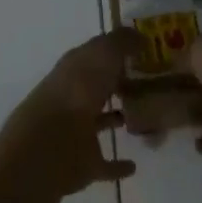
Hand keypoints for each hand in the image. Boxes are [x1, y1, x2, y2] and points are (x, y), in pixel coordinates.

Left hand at [0, 29, 139, 198]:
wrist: (50, 144)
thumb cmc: (78, 90)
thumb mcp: (103, 54)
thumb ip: (122, 42)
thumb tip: (140, 37)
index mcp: (75, 68)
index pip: (97, 54)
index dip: (118, 51)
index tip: (145, 52)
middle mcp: (75, 96)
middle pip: (99, 86)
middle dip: (119, 83)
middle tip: (151, 83)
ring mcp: (77, 131)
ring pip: (100, 121)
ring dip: (117, 118)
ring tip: (145, 117)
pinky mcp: (84, 163)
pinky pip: (105, 164)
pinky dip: (118, 165)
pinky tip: (134, 165)